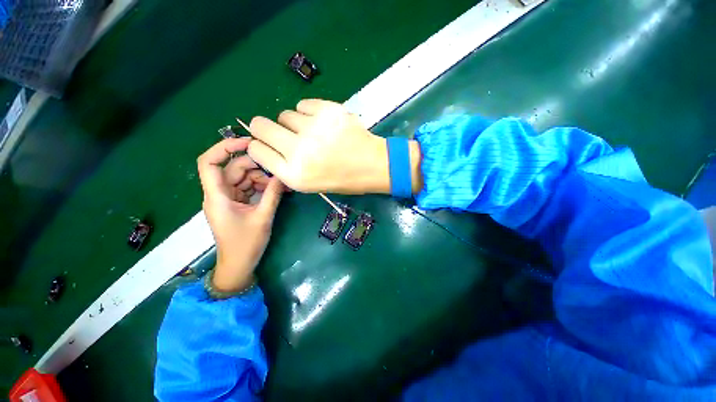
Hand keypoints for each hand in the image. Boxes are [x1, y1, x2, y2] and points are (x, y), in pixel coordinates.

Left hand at [197, 138, 285, 292]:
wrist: (238, 265)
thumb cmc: (246, 244)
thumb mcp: (262, 218)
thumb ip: (273, 194)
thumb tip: (283, 175)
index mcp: (217, 196)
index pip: (209, 162)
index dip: (224, 147)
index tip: (248, 143)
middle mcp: (218, 194)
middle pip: (232, 169)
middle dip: (255, 167)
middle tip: (277, 170)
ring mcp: (227, 199)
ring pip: (242, 178)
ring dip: (261, 178)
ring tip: (280, 185)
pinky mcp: (236, 204)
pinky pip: (247, 188)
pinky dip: (260, 187)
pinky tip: (276, 190)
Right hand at [247, 99, 421, 193]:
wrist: (373, 165)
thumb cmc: (343, 179)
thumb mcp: (310, 184)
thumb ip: (286, 168)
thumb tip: (268, 147)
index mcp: (294, 175)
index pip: (257, 151)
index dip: (259, 145)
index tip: (267, 144)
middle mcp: (298, 151)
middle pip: (260, 126)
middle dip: (264, 128)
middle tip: (282, 132)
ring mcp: (314, 129)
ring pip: (284, 114)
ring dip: (294, 123)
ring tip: (313, 132)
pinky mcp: (327, 111)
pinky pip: (303, 104)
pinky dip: (308, 113)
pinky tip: (322, 123)